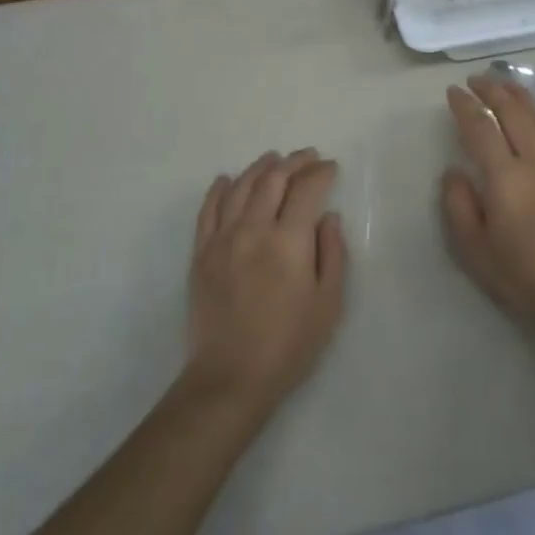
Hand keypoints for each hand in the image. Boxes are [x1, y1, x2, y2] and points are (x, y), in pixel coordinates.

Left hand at [185, 148, 347, 413]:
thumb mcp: (328, 304)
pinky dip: (219, 189)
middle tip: (308, 157)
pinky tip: (226, 179)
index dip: (321, 173)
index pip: (306, 190)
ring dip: (259, 168)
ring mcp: (222, 239)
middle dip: (294, 163)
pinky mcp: (201, 253)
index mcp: (289, 242)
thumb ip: (333, 254)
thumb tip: (329, 217)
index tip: (331, 168)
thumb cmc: (288, 345)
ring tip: (274, 159)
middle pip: (273, 180)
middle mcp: (253, 229)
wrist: (230, 377)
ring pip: (240, 187)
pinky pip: (208, 209)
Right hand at [441, 77, 534, 334]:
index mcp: (504, 177)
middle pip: (513, 113)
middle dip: (492, 91)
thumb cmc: (521, 275)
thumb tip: (455, 171)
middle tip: (477, 80)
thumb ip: (458, 204)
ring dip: (523, 98)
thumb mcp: (474, 248)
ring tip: (508, 86)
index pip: (480, 128)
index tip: (453, 91)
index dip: (465, 105)